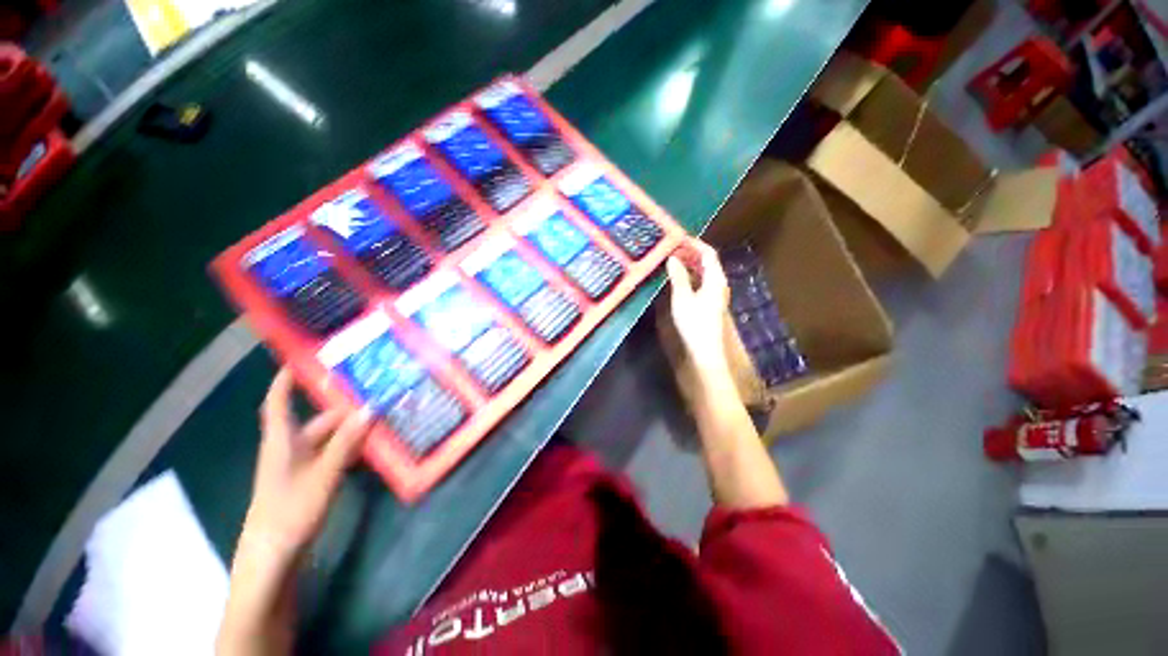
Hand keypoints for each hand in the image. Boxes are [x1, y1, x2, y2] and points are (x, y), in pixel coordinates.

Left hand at [241, 368, 371, 561]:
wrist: (274, 557)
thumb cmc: (291, 511)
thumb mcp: (324, 474)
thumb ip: (348, 441)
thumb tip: (372, 407)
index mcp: (283, 441)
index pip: (280, 401)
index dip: (287, 380)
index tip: (304, 360)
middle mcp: (290, 448)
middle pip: (318, 420)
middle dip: (345, 408)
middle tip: (376, 395)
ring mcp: (299, 466)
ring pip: (329, 439)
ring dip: (352, 430)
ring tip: (382, 418)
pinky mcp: (309, 481)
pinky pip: (332, 455)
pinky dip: (351, 448)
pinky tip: (372, 449)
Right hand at [666, 239, 729, 373]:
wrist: (705, 349)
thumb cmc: (694, 323)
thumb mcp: (683, 298)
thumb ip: (678, 277)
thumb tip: (672, 258)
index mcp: (715, 279)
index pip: (708, 253)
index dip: (694, 244)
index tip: (678, 238)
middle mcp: (718, 283)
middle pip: (707, 262)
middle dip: (691, 253)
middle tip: (672, 249)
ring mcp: (715, 293)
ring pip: (704, 272)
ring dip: (689, 264)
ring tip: (672, 260)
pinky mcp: (709, 302)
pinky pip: (701, 282)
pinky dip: (690, 276)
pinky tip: (678, 278)